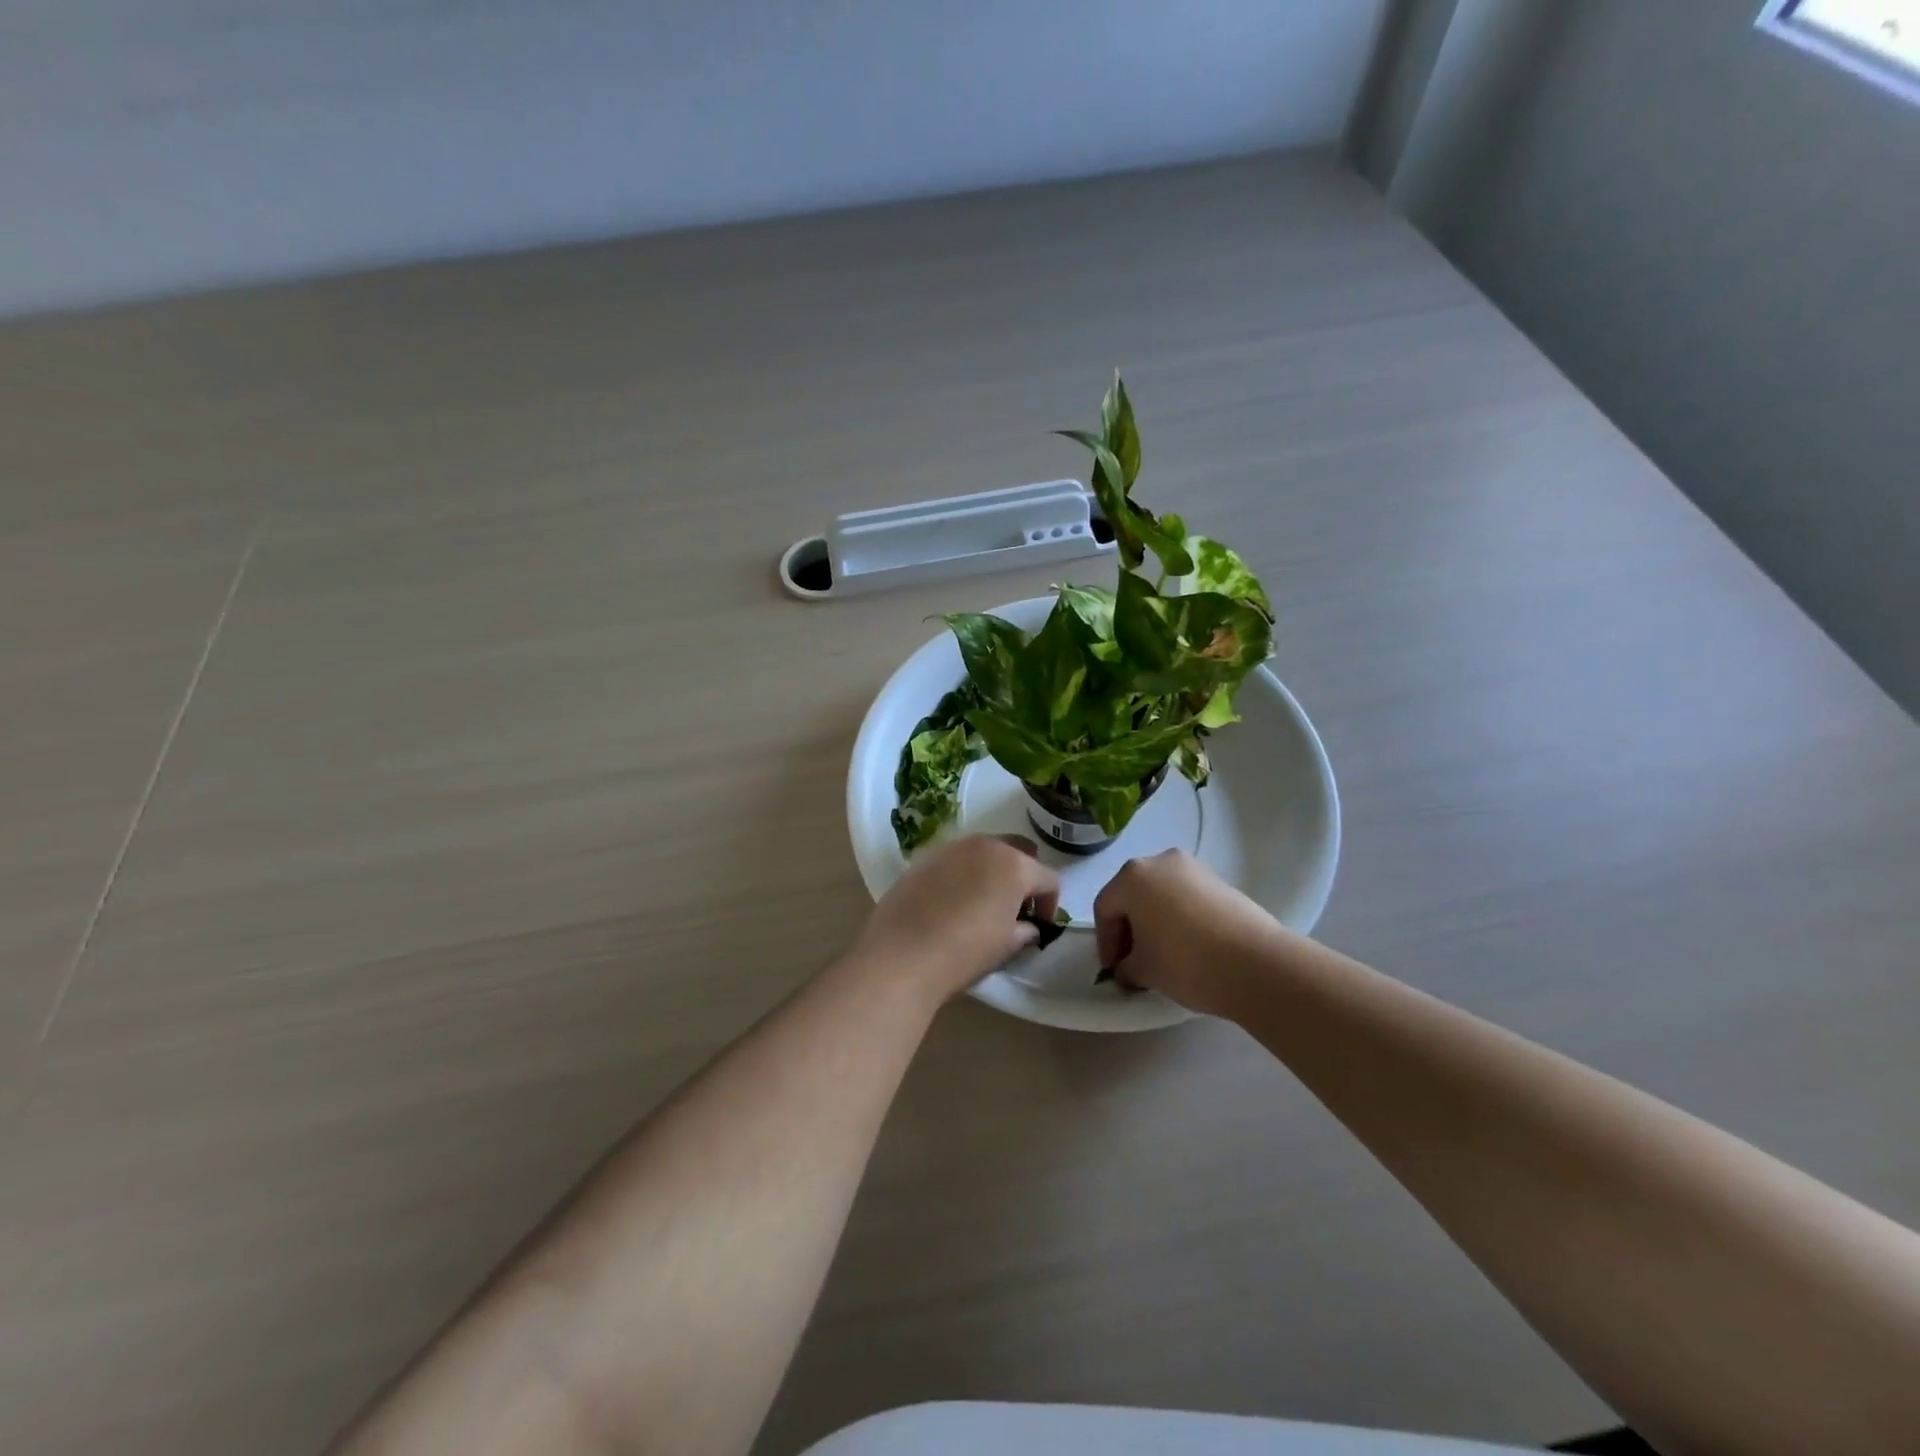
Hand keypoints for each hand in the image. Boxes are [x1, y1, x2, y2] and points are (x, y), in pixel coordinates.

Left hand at [853, 835, 1060, 1005]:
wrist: (901, 955)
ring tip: (983, 901)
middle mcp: (985, 845)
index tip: (1041, 924)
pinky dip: (963, 872)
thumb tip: (1029, 927)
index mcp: (1014, 865)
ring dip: (992, 870)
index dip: (1050, 903)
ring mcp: (952, 847)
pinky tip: (952, 900)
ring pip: (984, 850)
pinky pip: (955, 858)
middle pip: (1018, 851)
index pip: (1048, 878)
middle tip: (1015, 906)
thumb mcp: (1005, 946)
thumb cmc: (964, 952)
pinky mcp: (924, 856)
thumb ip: (1025, 930)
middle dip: (1023, 875)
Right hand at [1093, 849, 1281, 1016]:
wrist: (1257, 963)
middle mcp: (1160, 861)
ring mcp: (1194, 868)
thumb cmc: (1185, 961)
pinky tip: (1188, 947)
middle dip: (1129, 928)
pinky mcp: (1220, 882)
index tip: (1113, 970)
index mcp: (1132, 876)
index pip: (1105, 908)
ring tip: (1162, 955)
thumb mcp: (1143, 970)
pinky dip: (1179, 918)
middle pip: (1132, 895)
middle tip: (1132, 961)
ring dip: (1154, 922)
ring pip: (1160, 895)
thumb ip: (1126, 966)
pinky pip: (1186, 898)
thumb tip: (1128, 967)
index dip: (1105, 942)